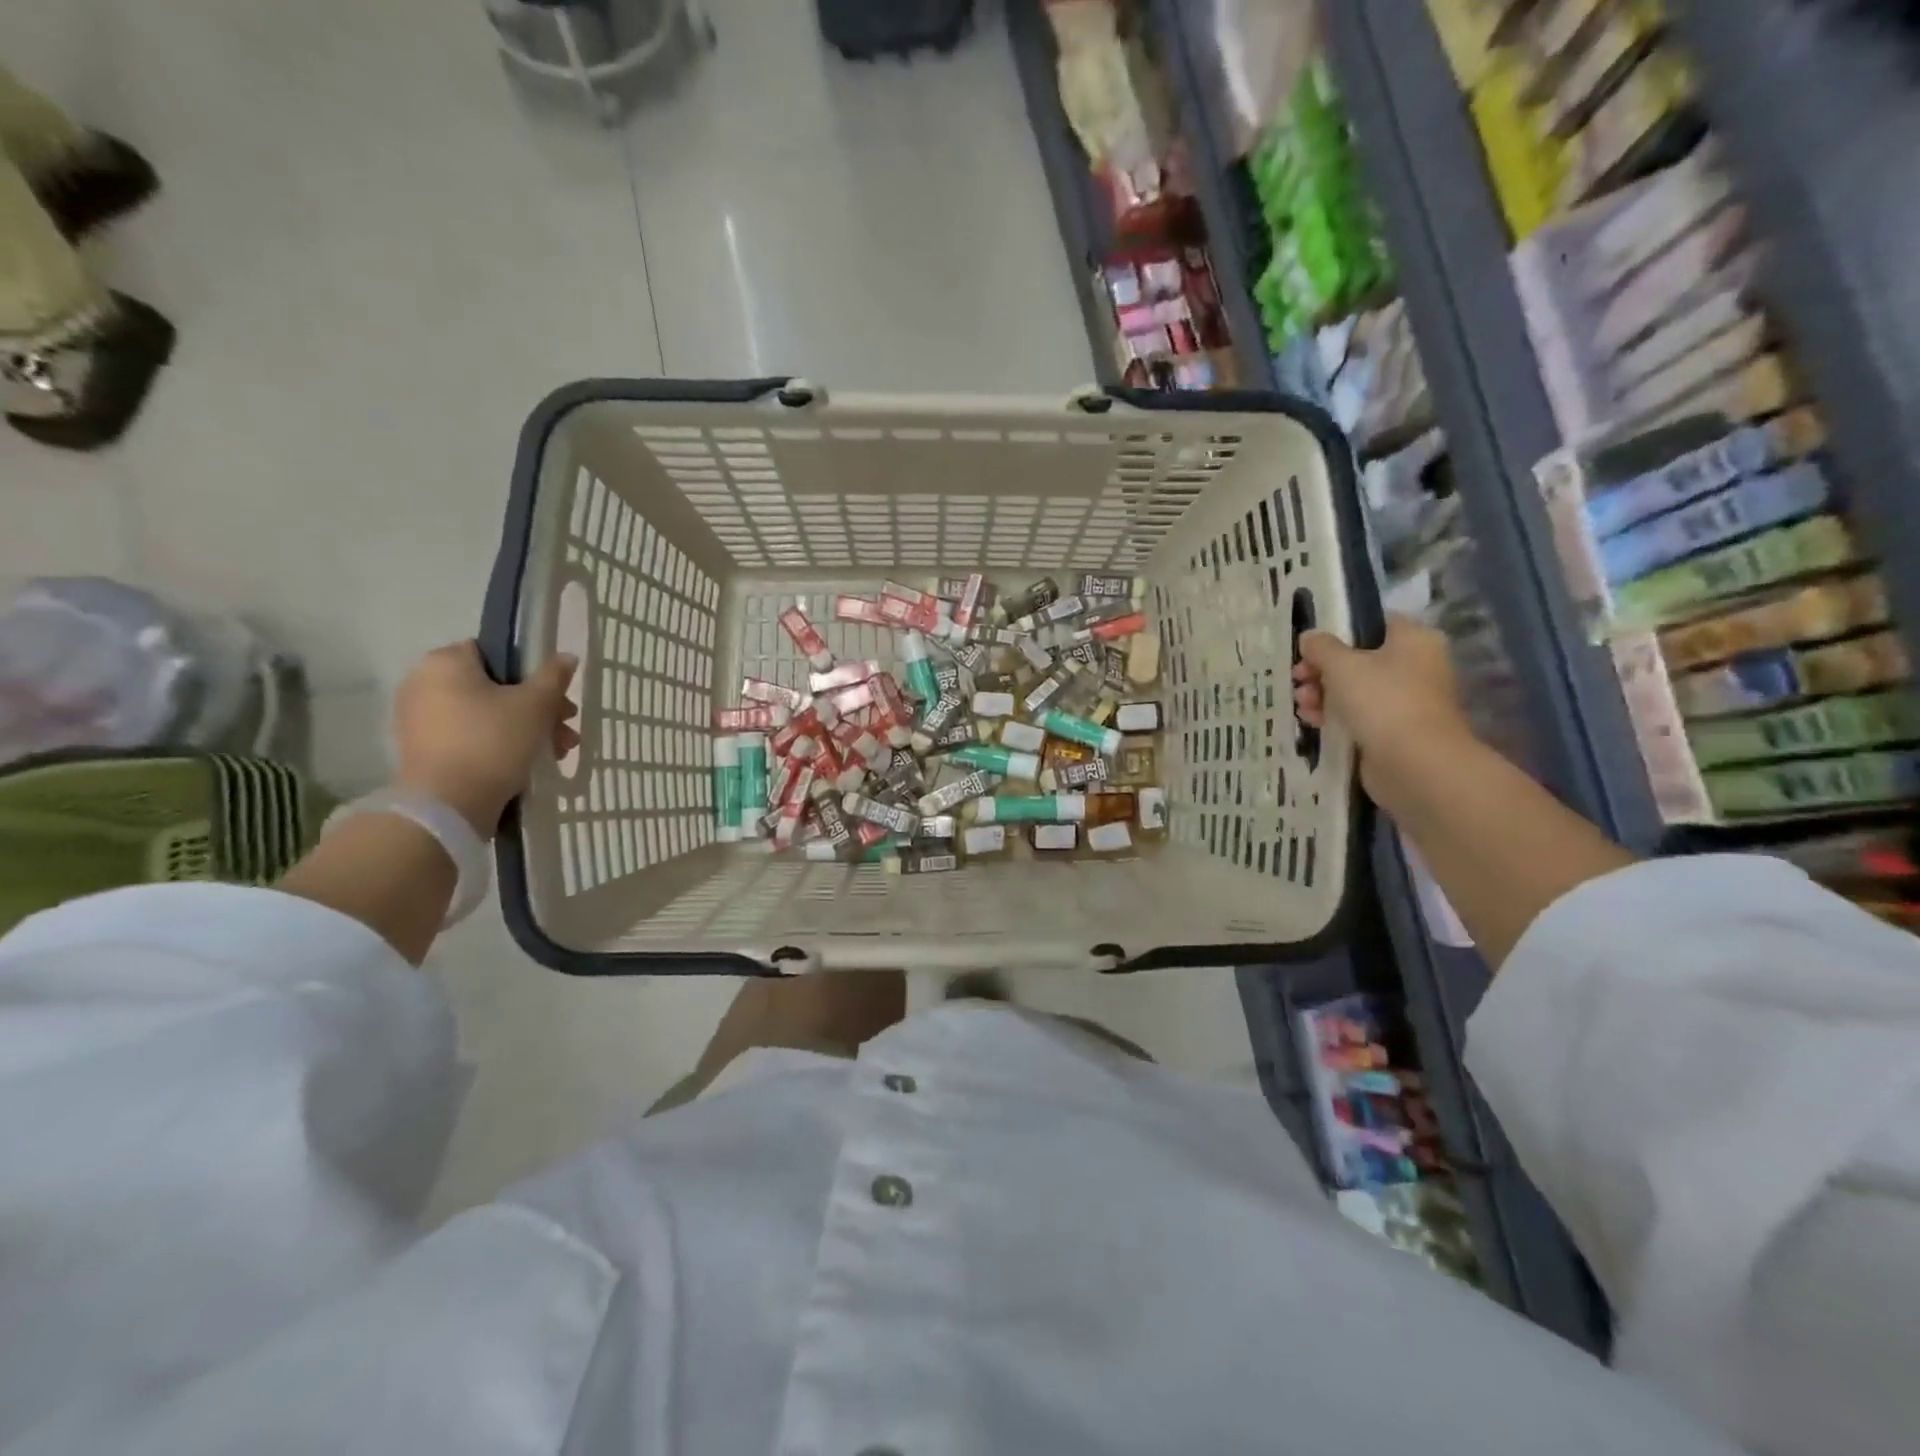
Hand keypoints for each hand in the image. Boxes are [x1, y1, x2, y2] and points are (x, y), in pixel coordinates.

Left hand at [393, 641, 578, 836]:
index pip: (496, 653)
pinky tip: (528, 763)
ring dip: (525, 729)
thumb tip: (566, 656)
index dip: (532, 673)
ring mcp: (420, 718)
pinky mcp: (424, 749)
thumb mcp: (535, 705)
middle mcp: (424, 683)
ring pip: (487, 714)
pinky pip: (470, 735)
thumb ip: (554, 676)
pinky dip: (499, 744)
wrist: (448, 805)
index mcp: (446, 662)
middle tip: (565, 729)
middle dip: (537, 708)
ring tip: (556, 752)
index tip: (557, 698)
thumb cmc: (492, 742)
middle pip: (496, 687)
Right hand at [1292, 615, 1472, 793]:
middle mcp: (1416, 666)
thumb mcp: (1342, 665)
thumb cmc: (1382, 701)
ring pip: (1356, 689)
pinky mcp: (1395, 730)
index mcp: (1413, 639)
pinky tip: (1310, 720)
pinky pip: (1359, 715)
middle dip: (1322, 669)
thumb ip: (1321, 647)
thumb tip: (1309, 637)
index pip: (1372, 624)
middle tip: (1297, 677)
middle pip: (1359, 658)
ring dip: (1323, 693)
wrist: (1415, 764)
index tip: (1309, 646)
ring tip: (1301, 703)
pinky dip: (1335, 715)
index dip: (1338, 631)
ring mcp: (1407, 700)